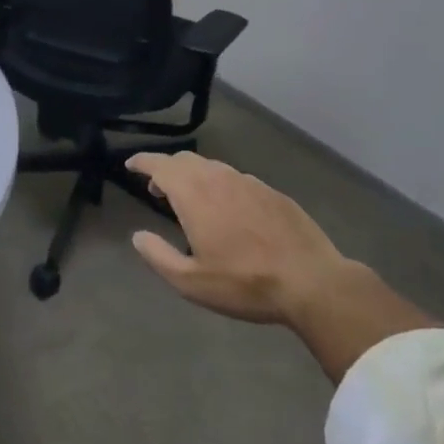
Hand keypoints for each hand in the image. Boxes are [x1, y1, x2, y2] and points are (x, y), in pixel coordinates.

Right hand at [126, 153, 355, 325]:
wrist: (313, 283)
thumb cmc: (245, 283)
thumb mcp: (192, 282)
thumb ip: (158, 256)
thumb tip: (138, 236)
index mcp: (193, 194)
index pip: (159, 164)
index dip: (142, 162)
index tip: (130, 165)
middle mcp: (218, 178)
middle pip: (184, 160)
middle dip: (166, 169)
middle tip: (158, 190)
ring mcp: (248, 182)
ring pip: (212, 167)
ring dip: (194, 176)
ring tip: (193, 200)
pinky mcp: (272, 192)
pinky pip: (237, 179)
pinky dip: (221, 186)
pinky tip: (230, 211)